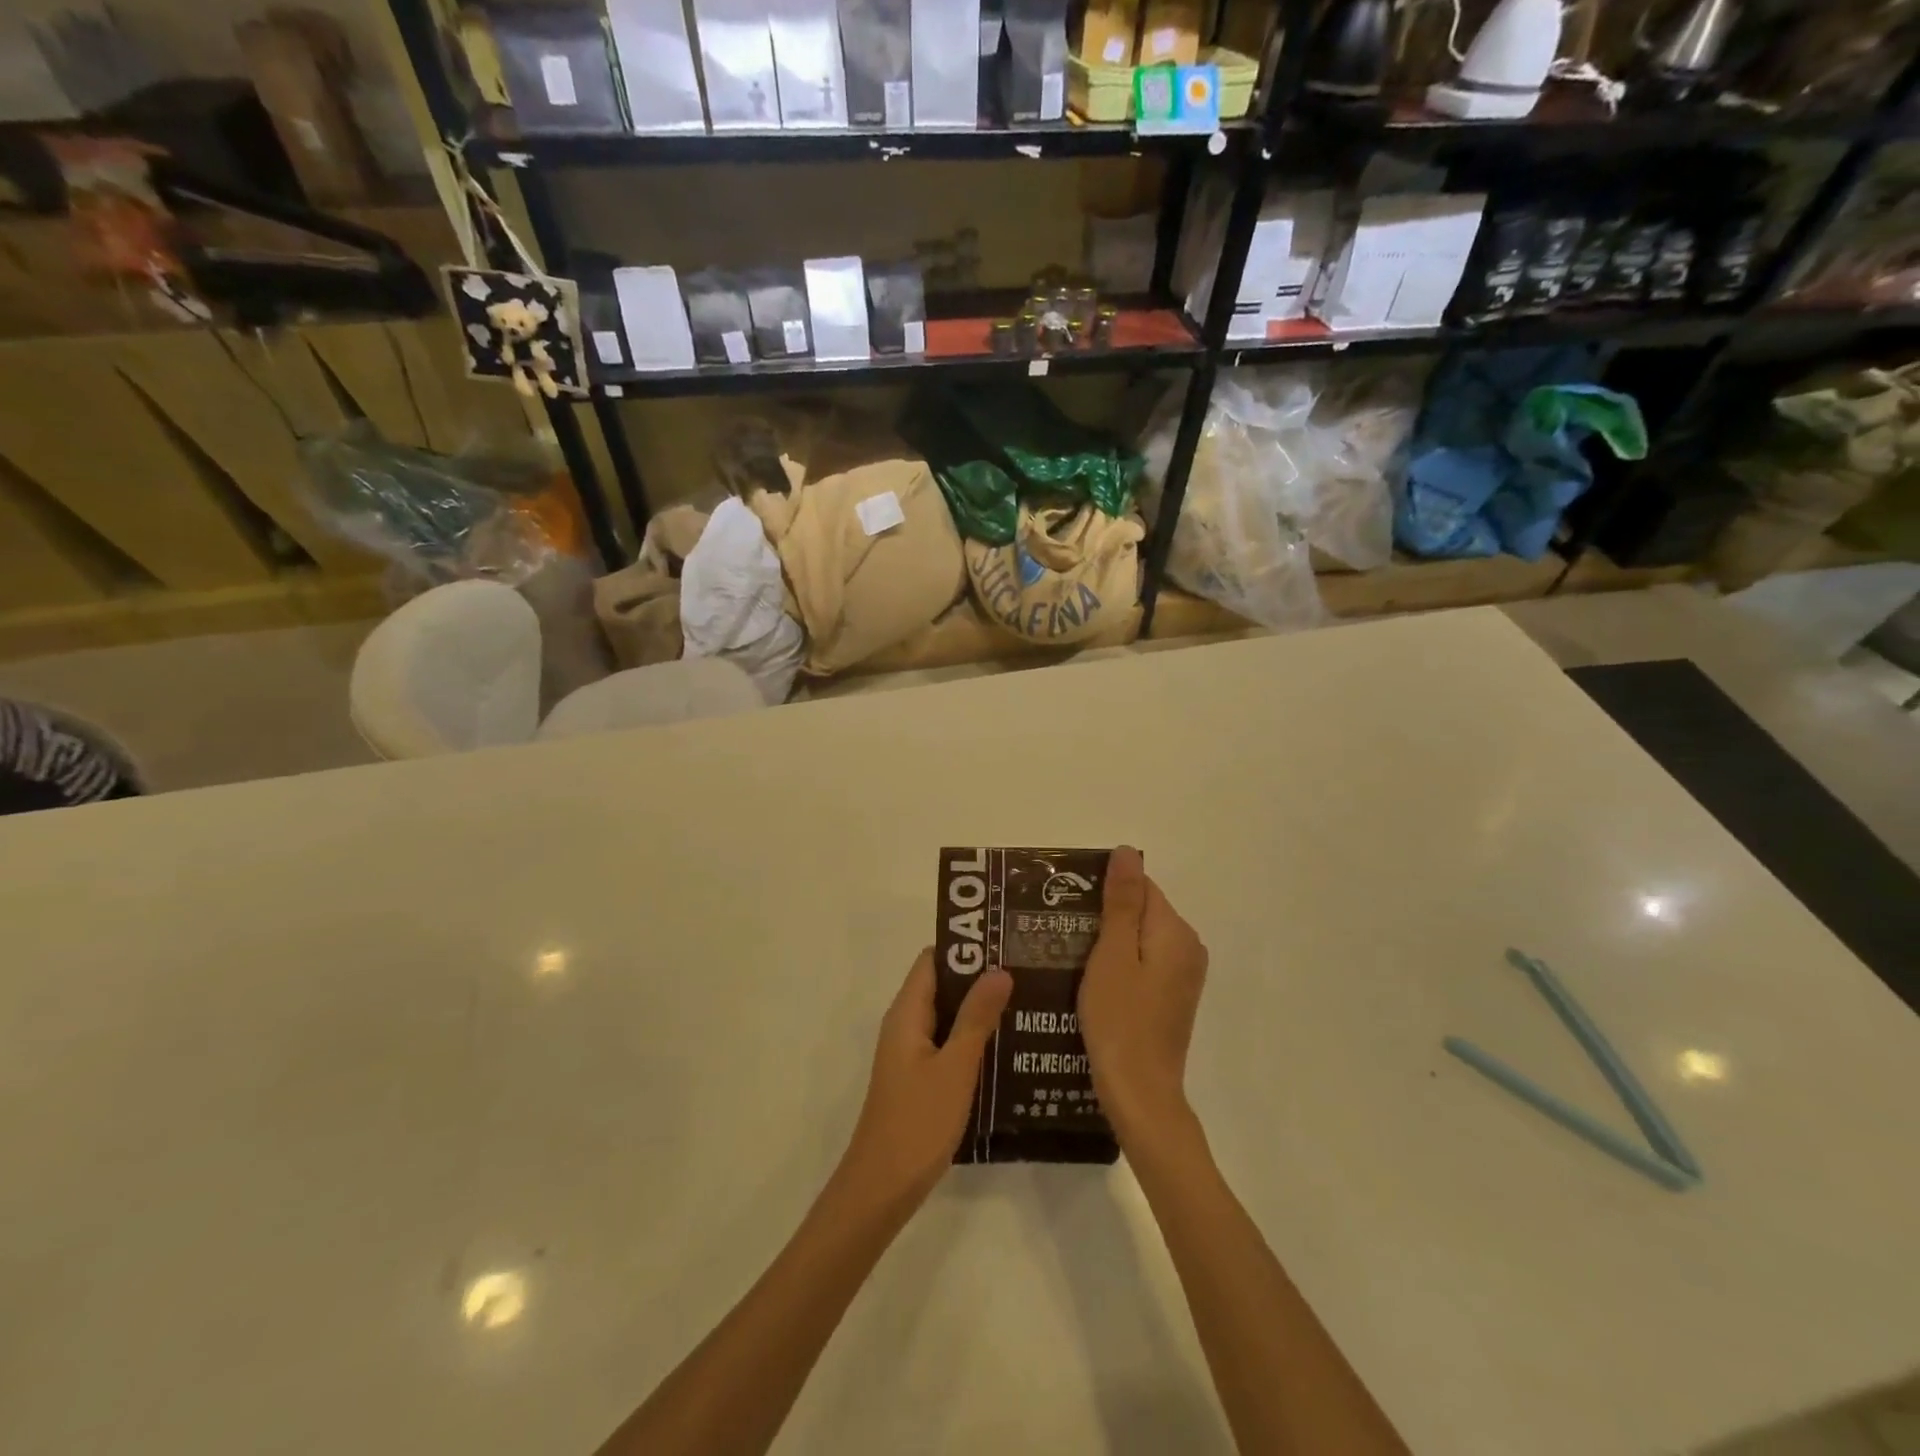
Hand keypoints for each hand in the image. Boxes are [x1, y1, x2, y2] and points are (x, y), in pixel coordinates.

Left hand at [840, 950, 1012, 1208]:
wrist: (882, 1189)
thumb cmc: (918, 1122)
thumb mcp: (955, 1067)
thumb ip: (976, 1018)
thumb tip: (999, 969)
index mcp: (906, 1014)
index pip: (933, 960)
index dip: (965, 947)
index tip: (1003, 941)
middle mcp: (906, 1025)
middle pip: (942, 985)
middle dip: (979, 976)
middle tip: (1025, 970)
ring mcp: (912, 1053)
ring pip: (948, 1016)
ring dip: (979, 1008)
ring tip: (1026, 1001)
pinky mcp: (920, 1078)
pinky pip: (948, 1043)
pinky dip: (973, 1037)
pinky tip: (1008, 1046)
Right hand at [1080, 846, 1208, 1145]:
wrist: (1140, 1093)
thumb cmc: (1120, 1020)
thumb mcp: (1112, 954)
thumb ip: (1121, 902)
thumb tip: (1127, 851)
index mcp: (1175, 931)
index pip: (1139, 886)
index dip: (1102, 891)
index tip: (1067, 907)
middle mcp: (1188, 947)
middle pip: (1141, 911)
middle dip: (1103, 916)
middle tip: (1061, 932)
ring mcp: (1183, 975)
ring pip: (1140, 938)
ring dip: (1108, 941)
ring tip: (1068, 954)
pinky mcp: (1173, 997)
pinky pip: (1144, 963)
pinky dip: (1119, 964)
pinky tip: (1091, 980)